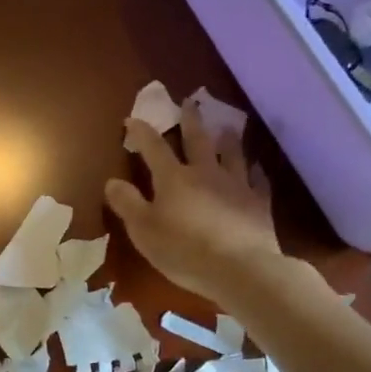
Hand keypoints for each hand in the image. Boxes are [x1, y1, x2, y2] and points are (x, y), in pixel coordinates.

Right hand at [106, 104, 289, 304]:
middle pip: (198, 140)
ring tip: (227, 128)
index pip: (154, 148)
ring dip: (228, 140)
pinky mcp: (259, 204)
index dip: (142, 132)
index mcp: (174, 178)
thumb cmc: (184, 250)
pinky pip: (258, 181)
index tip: (133, 118)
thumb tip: (112, 181)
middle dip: (191, 120)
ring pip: (232, 155)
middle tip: (190, 102)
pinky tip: (257, 169)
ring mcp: (236, 186)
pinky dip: (256, 172)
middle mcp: (206, 173)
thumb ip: (127, 204)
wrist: (241, 269)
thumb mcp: (144, 231)